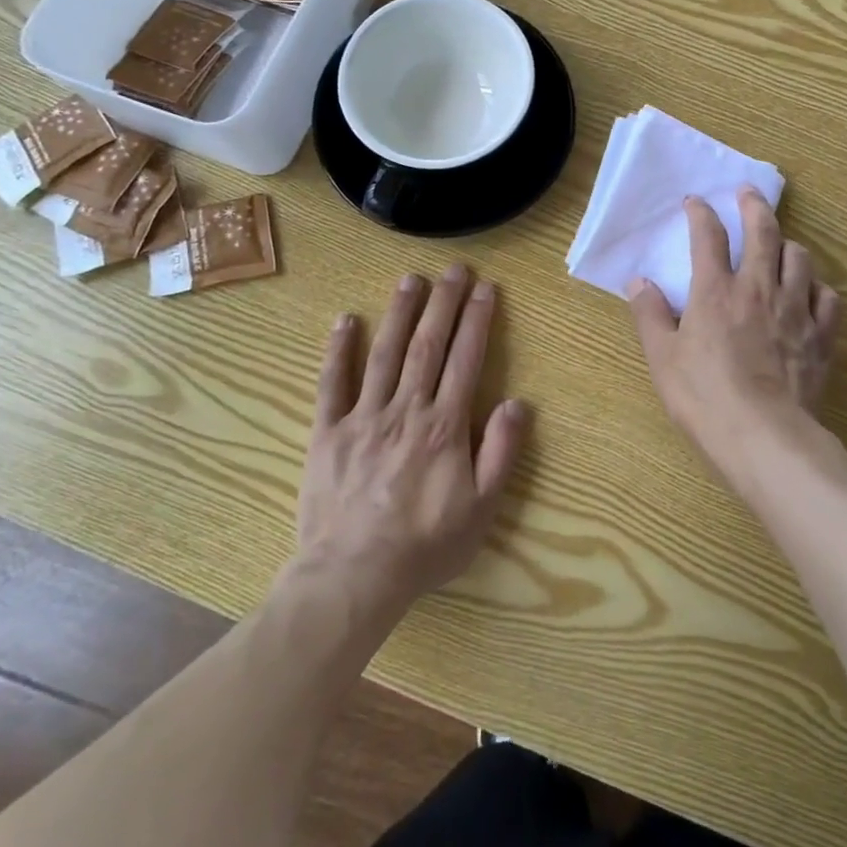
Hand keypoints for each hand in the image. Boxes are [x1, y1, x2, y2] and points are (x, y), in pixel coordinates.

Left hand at [295, 266, 529, 619]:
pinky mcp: (328, 432)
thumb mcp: (482, 508)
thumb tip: (518, 402)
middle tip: (454, 269)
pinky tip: (345, 320)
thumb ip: (501, 452)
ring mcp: (364, 417)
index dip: (478, 320)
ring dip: (399, 312)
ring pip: (384, 353)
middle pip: (428, 345)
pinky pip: (332, 384)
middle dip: (444, 303)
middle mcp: (406, 409)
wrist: (354, 577)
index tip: (486, 288)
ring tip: (412, 279)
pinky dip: (338, 350)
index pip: (466, 359)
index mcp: (444, 425)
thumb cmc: (426, 545)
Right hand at [630, 189, 841, 498]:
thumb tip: (638, 283)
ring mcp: (796, 309)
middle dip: (754, 206)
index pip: (708, 237)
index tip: (695, 202)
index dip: (701, 213)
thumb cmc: (705, 398)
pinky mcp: (821, 335)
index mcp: (715, 291)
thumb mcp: (662, 359)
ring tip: (781, 245)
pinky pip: (828, 297)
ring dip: (788, 244)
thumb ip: (649, 316)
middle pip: (763, 232)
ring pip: (800, 258)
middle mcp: (758, 289)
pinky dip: (818, 288)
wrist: (765, 438)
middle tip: (748, 193)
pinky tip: (811, 293)